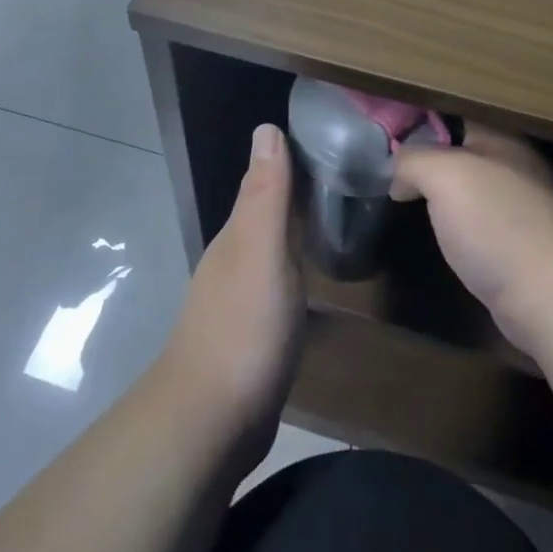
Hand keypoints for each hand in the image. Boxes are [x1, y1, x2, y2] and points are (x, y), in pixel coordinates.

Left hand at [158, 124, 303, 474]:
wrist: (210, 424)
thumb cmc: (244, 328)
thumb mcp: (262, 252)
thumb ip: (266, 194)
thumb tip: (266, 128)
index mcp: (237, 236)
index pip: (263, 183)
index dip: (289, 161)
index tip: (327, 142)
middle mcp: (233, 260)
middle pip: (266, 215)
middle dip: (294, 194)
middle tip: (343, 177)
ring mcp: (238, 300)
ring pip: (269, 250)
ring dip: (293, 233)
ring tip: (333, 221)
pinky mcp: (250, 335)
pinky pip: (275, 286)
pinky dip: (293, 272)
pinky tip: (311, 281)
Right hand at [391, 124, 552, 358]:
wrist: (546, 296)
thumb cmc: (494, 222)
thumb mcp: (443, 175)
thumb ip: (414, 160)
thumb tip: (399, 174)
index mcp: (502, 137)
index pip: (460, 109)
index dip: (425, 112)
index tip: (388, 120)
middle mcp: (514, 164)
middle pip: (464, 145)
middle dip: (429, 150)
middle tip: (388, 158)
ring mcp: (519, 204)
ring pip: (470, 183)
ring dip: (441, 188)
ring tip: (402, 190)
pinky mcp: (517, 241)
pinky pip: (477, 217)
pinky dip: (455, 219)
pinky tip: (435, 227)